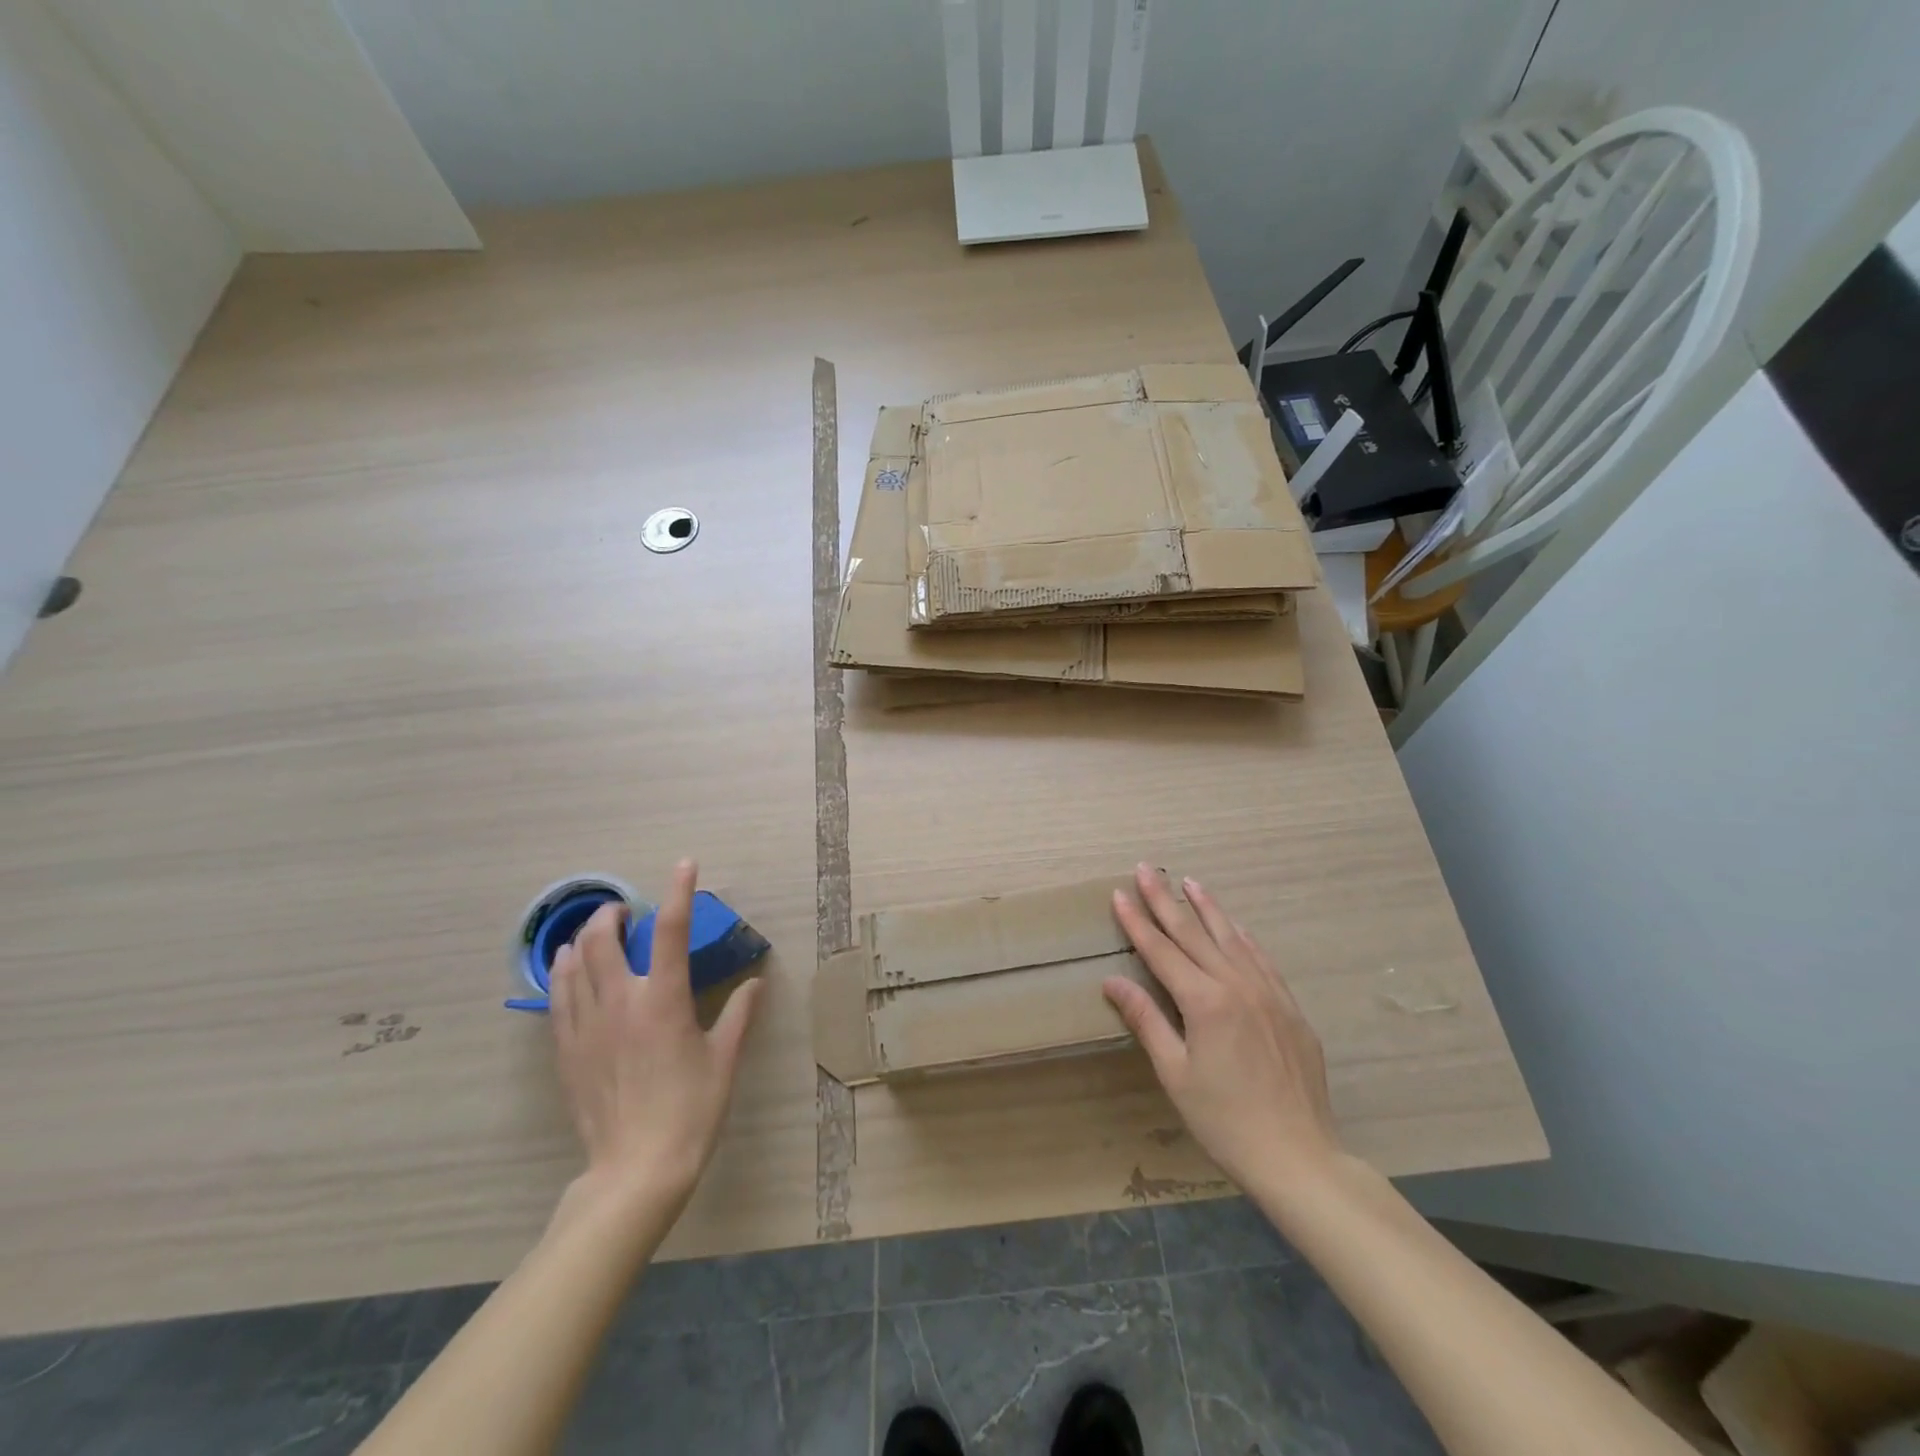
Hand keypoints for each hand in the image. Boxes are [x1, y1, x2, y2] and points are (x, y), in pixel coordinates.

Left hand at [550, 860, 762, 1217]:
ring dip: (583, 939)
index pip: (671, 931)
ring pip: (572, 965)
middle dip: (612, 914)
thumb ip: (739, 1014)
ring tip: (595, 934)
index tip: (685, 865)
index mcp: (663, 1000)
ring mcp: (587, 1027)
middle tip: (625, 912)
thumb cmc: (691, 1110)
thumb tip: (755, 984)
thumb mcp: (724, 1060)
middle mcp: (620, 1003)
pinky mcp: (567, 1051)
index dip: (679, 892)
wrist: (636, 1170)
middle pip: (602, 940)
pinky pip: (558, 999)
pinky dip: (563, 974)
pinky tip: (568, 971)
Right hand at [1104, 864, 1340, 1192]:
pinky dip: (1243, 937)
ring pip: (1231, 938)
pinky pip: (1262, 960)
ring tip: (1188, 882)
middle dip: (1165, 900)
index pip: (1161, 950)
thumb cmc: (1225, 1121)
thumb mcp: (1175, 1074)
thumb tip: (1112, 981)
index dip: (1137, 921)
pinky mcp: (1290, 1008)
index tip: (1120, 893)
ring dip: (1207, 908)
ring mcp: (1268, 994)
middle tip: (1146, 869)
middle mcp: (1236, 986)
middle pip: (1193, 934)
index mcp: (1204, 1002)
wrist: (1299, 1157)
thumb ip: (1146, 1020)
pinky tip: (1234, 926)